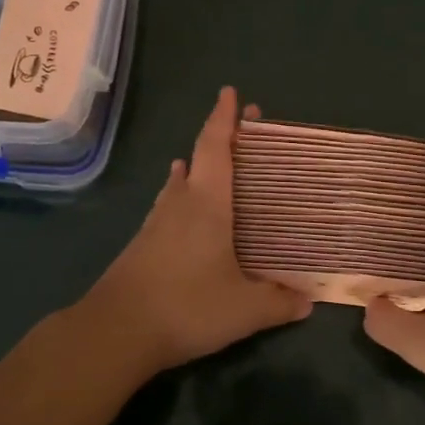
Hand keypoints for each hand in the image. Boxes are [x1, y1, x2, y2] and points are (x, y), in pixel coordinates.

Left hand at [73, 86, 312, 376]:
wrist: (115, 332)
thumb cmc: (187, 306)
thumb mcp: (244, 309)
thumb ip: (278, 302)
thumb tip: (308, 301)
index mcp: (207, 204)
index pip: (216, 148)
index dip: (224, 118)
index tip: (231, 93)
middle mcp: (180, 203)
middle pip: (199, 158)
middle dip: (220, 138)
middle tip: (242, 129)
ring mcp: (156, 223)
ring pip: (179, 183)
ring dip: (196, 167)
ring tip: (209, 163)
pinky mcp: (143, 245)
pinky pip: (169, 206)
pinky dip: (182, 196)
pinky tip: (184, 211)